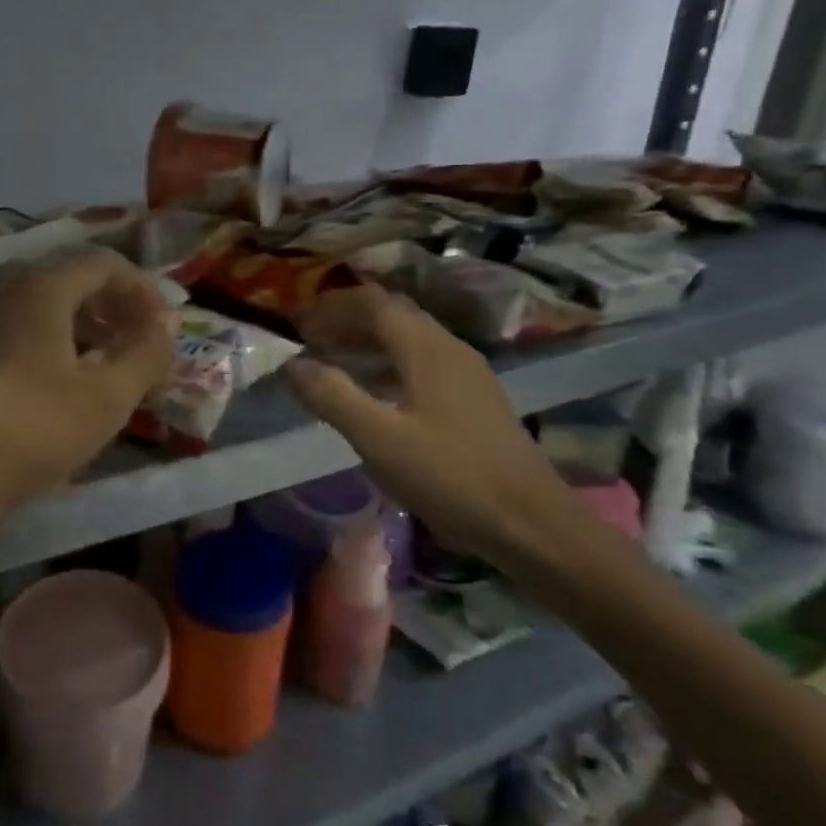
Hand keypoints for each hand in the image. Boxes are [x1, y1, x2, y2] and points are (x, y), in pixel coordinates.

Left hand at [0, 252, 176, 507]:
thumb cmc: (35, 427)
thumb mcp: (107, 395)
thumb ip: (146, 352)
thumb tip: (168, 321)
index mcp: (42, 288)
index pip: (106, 266)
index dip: (144, 292)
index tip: (165, 330)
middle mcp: (7, 292)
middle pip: (76, 285)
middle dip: (118, 315)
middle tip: (145, 353)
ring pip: (50, 313)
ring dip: (90, 335)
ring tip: (114, 374)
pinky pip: (26, 335)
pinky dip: (59, 350)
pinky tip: (70, 391)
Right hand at [283, 285, 578, 569]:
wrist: (533, 523)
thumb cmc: (450, 476)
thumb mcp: (379, 439)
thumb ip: (332, 396)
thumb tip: (292, 364)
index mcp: (424, 347)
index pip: (372, 302)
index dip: (331, 306)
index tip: (297, 324)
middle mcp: (448, 347)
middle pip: (391, 315)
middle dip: (347, 321)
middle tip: (310, 342)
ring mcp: (467, 373)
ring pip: (408, 339)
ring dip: (368, 343)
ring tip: (334, 365)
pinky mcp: (475, 400)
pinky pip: (423, 363)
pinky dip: (389, 365)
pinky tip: (378, 397)